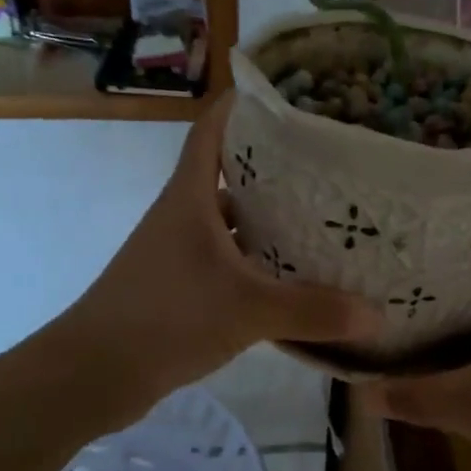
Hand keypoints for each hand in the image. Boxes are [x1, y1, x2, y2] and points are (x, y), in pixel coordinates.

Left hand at [62, 92, 382, 400]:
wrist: (93, 374)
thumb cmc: (166, 318)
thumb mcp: (247, 310)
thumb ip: (312, 311)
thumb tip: (377, 315)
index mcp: (190, 196)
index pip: (213, 129)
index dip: (244, 105)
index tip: (290, 96)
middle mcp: (183, 214)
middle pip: (229, 172)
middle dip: (274, 163)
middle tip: (329, 161)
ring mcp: (179, 251)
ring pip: (230, 220)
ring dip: (268, 216)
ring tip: (322, 215)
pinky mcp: (181, 285)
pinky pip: (228, 259)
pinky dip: (257, 260)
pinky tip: (293, 275)